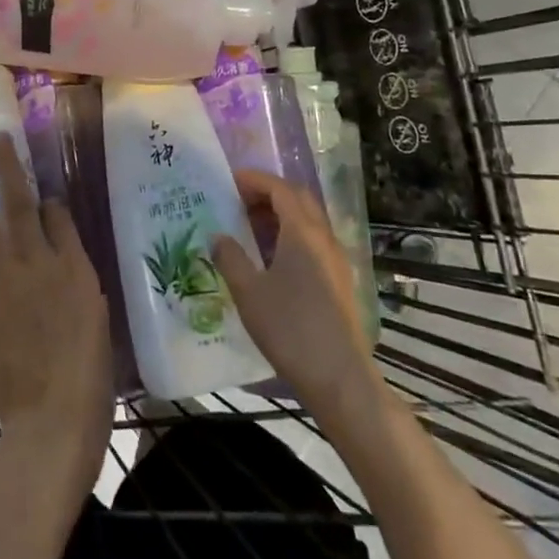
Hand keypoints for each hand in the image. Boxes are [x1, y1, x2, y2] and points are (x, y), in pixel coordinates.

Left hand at [0, 133, 112, 516]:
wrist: (54, 418)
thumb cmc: (89, 374)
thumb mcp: (98, 316)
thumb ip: (80, 274)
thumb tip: (61, 239)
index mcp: (73, 267)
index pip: (57, 217)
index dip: (47, 196)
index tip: (40, 183)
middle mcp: (38, 263)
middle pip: (21, 207)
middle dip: (10, 170)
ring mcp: (5, 284)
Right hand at [212, 169, 379, 424]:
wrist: (340, 379)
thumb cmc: (290, 329)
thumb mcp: (249, 292)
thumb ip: (231, 258)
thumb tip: (218, 236)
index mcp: (302, 232)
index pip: (280, 189)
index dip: (255, 180)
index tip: (230, 182)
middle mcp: (324, 238)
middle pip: (298, 199)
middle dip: (269, 192)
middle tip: (239, 201)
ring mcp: (336, 260)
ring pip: (308, 221)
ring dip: (280, 215)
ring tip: (250, 228)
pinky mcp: (340, 281)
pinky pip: (313, 242)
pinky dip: (291, 235)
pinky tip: (272, 260)